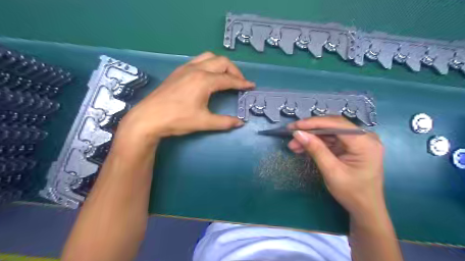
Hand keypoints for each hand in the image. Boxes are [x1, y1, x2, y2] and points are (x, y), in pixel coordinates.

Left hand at [118, 51, 253, 144]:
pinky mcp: (178, 71)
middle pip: (222, 62)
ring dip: (221, 64)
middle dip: (234, 71)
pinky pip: (198, 60)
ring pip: (209, 57)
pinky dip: (209, 64)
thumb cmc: (177, 120)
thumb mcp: (204, 122)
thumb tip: (240, 123)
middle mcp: (197, 69)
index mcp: (205, 81)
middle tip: (240, 82)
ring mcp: (186, 68)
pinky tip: (208, 75)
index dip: (242, 83)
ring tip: (226, 75)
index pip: (229, 79)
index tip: (251, 86)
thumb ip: (224, 122)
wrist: (148, 118)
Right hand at [287, 116, 385, 215]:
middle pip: (332, 125)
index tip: (295, 126)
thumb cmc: (352, 193)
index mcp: (365, 142)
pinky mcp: (350, 146)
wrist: (365, 208)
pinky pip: (330, 140)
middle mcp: (364, 137)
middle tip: (291, 133)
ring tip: (293, 145)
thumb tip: (298, 133)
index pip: (337, 124)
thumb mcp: (332, 171)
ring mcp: (357, 141)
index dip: (314, 123)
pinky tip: (302, 147)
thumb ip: (316, 150)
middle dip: (310, 130)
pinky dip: (316, 143)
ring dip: (311, 137)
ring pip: (329, 132)